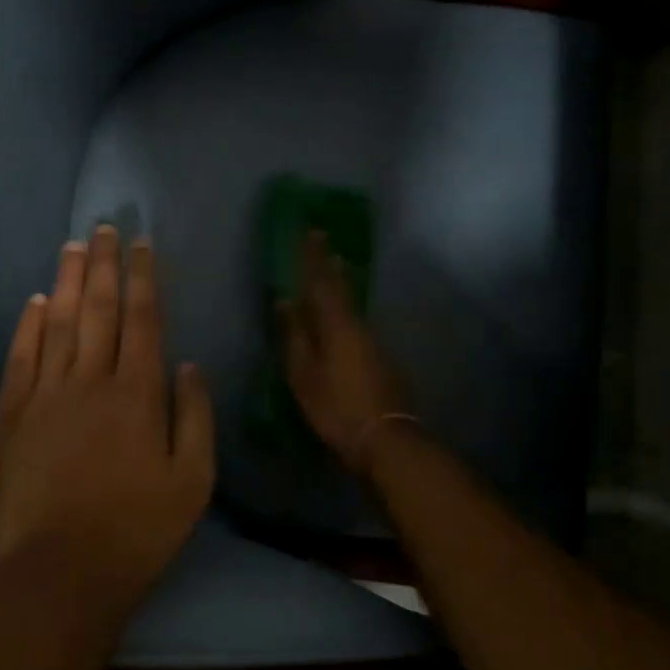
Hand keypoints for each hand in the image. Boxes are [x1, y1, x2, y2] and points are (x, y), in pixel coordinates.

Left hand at [0, 226, 214, 615]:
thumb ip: (196, 418)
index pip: (143, 320)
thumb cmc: (136, 532)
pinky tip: (33, 303)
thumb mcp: (193, 483)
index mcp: (138, 394)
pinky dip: (27, 326)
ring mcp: (44, 396)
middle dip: (104, 264)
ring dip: (66, 281)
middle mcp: (90, 381)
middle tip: (105, 227)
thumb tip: (190, 365)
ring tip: (73, 247)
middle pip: (97, 309)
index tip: (142, 244)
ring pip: (56, 324)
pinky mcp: (10, 417)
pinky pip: (20, 358)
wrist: (57, 573)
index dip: (144, 278)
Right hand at [279, 232, 410, 472]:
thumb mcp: (304, 374)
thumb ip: (294, 336)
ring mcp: (372, 340)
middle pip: (341, 287)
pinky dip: (345, 306)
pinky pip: (356, 319)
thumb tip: (284, 302)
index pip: (321, 282)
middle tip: (323, 240)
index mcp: (336, 325)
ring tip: (331, 267)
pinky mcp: (379, 356)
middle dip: (329, 263)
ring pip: (351, 302)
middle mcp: (357, 325)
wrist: (385, 437)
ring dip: (340, 282)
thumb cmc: (336, 406)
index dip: (313, 257)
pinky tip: (341, 311)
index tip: (309, 231)